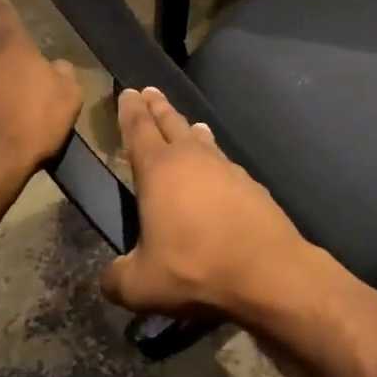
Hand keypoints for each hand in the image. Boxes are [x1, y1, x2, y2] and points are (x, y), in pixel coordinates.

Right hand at [100, 87, 314, 322]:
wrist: (267, 269)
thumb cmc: (195, 267)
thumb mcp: (141, 285)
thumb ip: (118, 278)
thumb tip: (110, 278)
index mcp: (158, 169)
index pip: (139, 129)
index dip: (130, 110)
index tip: (128, 92)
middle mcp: (192, 157)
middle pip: (171, 122)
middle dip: (157, 107)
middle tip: (150, 91)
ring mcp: (225, 166)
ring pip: (201, 139)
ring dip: (189, 129)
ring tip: (188, 125)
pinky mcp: (249, 183)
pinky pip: (223, 161)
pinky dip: (213, 158)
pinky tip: (217, 170)